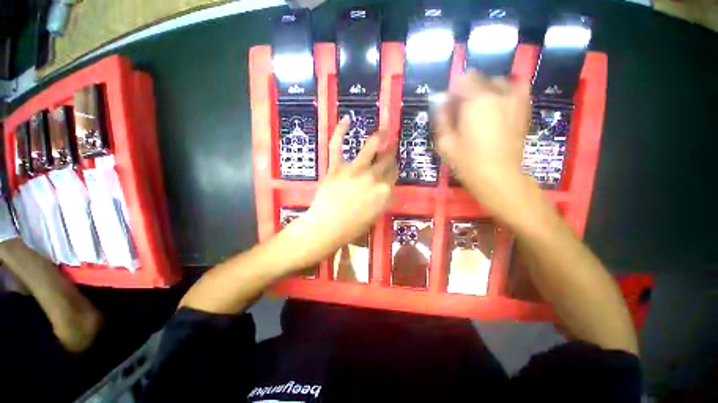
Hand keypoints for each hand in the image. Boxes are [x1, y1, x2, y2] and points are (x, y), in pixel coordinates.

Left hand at [299, 116, 397, 259]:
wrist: (326, 227)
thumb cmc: (352, 227)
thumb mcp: (375, 216)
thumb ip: (384, 200)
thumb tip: (388, 189)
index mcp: (384, 192)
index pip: (394, 174)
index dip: (394, 168)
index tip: (394, 165)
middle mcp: (373, 177)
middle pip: (387, 160)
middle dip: (391, 152)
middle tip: (392, 146)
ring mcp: (354, 170)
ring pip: (371, 148)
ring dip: (380, 136)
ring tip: (384, 131)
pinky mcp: (336, 167)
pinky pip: (337, 146)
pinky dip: (340, 131)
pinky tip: (347, 119)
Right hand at [434, 70, 535, 217]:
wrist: (499, 176)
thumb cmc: (467, 162)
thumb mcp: (445, 143)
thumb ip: (442, 118)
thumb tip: (441, 103)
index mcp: (476, 101)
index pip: (463, 80)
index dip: (453, 93)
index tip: (449, 107)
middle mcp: (497, 93)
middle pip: (479, 79)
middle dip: (468, 91)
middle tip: (463, 112)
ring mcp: (515, 99)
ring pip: (497, 82)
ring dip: (485, 91)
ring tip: (481, 110)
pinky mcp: (524, 108)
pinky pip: (516, 89)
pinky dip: (505, 92)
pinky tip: (499, 107)